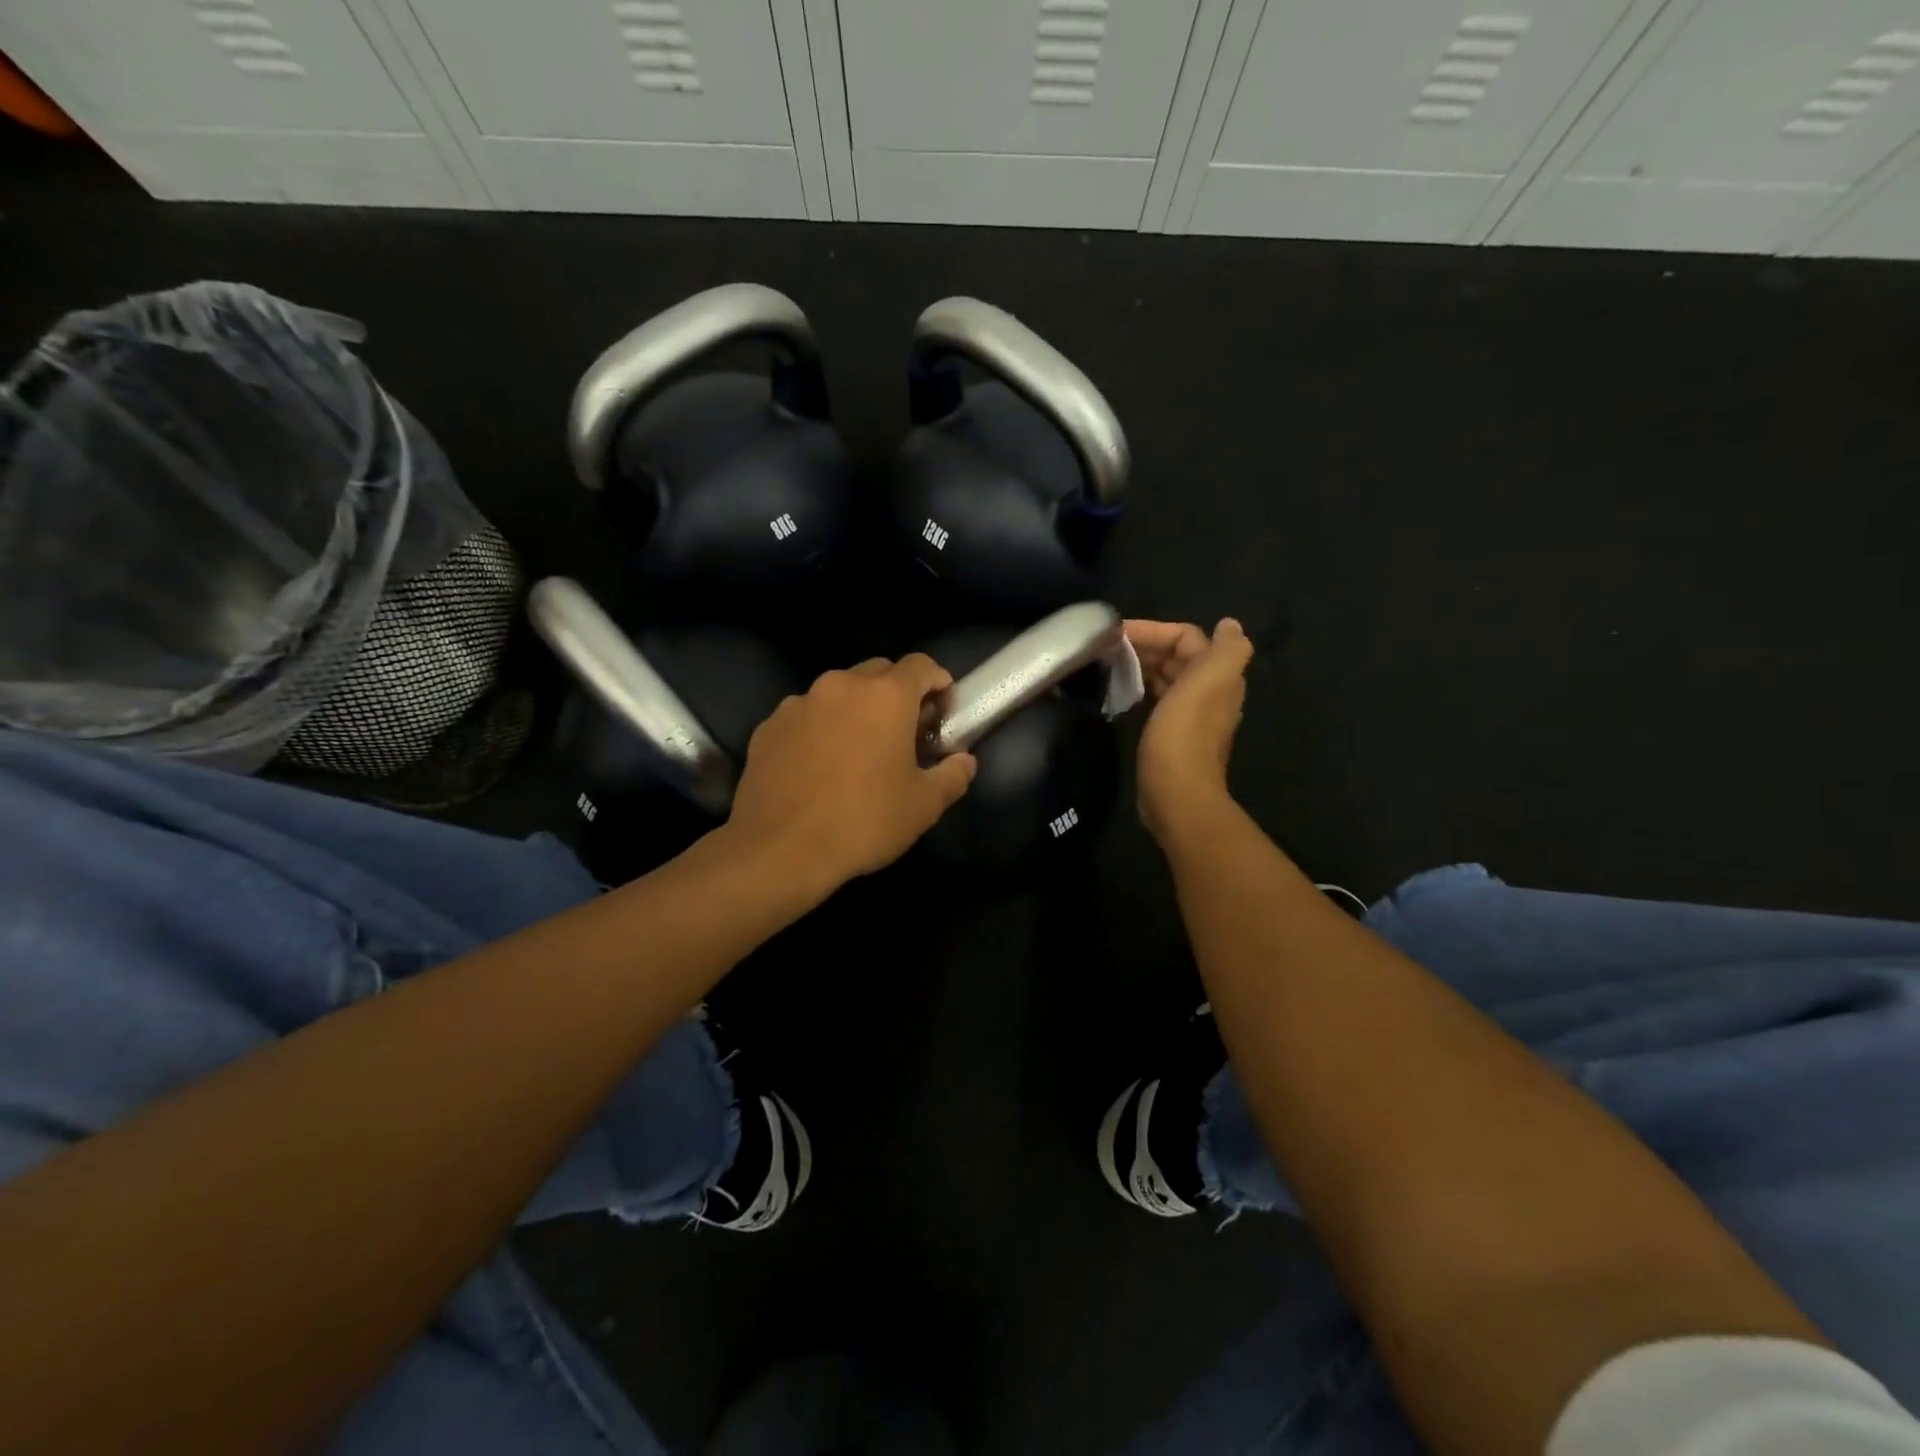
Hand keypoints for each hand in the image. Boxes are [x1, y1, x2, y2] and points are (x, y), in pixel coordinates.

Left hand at [727, 655, 977, 890]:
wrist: (781, 850)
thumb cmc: (864, 821)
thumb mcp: (924, 805)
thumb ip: (953, 775)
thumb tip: (963, 761)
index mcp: (885, 696)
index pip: (920, 665)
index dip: (937, 682)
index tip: (941, 711)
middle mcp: (840, 686)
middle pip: (877, 672)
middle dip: (895, 694)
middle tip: (903, 732)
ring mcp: (798, 704)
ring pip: (837, 693)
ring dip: (854, 711)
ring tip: (856, 751)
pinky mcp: (768, 727)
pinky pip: (804, 717)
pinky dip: (818, 730)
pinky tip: (818, 768)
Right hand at [1125, 618, 1253, 838]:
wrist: (1176, 792)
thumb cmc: (1184, 733)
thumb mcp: (1210, 682)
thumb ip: (1227, 649)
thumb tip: (1229, 625)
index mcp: (1218, 675)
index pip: (1186, 637)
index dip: (1154, 630)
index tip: (1116, 633)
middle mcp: (1209, 692)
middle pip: (1176, 656)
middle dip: (1145, 646)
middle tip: (1107, 647)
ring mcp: (1191, 715)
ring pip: (1167, 677)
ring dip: (1142, 666)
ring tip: (1110, 664)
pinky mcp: (1172, 735)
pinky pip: (1159, 700)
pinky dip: (1142, 688)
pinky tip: (1124, 692)